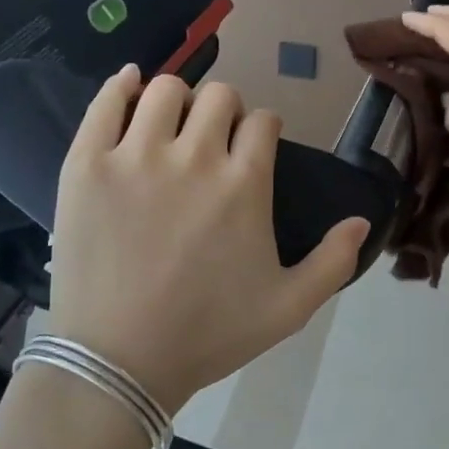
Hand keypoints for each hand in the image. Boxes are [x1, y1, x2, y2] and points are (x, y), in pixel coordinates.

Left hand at [46, 66, 369, 411]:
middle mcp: (194, 157)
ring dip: (179, 101)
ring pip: (166, 89)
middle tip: (211, 142)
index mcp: (244, 184)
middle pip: (220, 95)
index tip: (252, 149)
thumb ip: (333, 262)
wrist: (118, 362)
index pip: (263, 122)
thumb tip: (361, 219)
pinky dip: (121, 85)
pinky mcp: (87, 164)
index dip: (262, 131)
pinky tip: (130, 87)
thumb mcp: (288, 309)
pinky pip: (106, 102)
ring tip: (171, 128)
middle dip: (225, 112)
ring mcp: (135, 156)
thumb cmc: (207, 335)